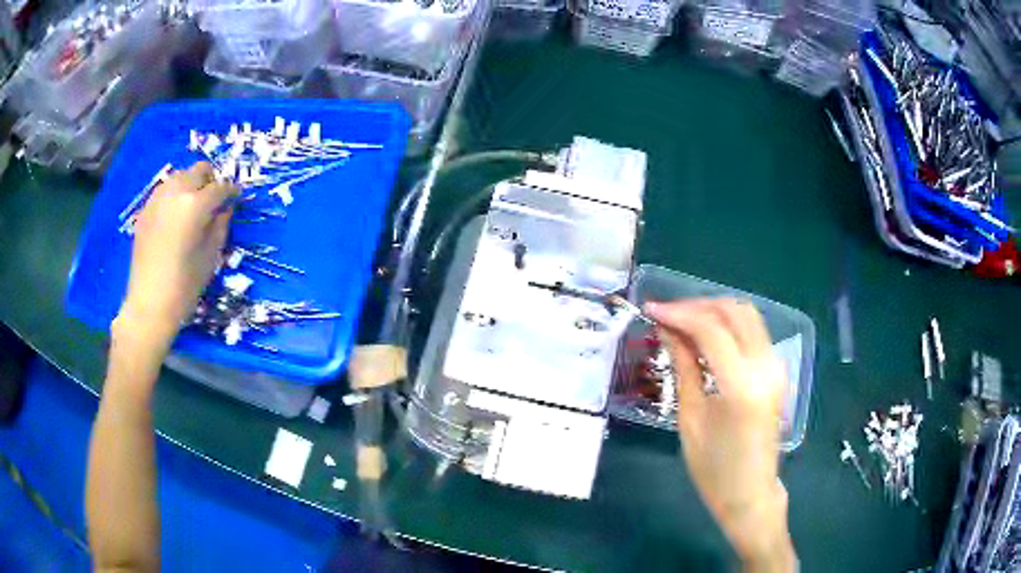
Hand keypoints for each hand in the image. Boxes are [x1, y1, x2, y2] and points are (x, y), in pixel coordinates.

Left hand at [116, 162, 235, 350]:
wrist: (148, 305)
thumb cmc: (184, 286)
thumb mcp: (211, 257)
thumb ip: (220, 226)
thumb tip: (226, 209)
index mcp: (195, 204)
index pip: (220, 187)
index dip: (232, 191)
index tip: (236, 198)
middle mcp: (176, 193)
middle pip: (198, 171)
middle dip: (210, 181)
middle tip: (214, 200)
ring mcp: (157, 200)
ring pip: (179, 176)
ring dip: (191, 185)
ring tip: (193, 207)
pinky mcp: (145, 211)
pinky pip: (164, 192)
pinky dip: (174, 196)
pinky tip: (175, 217)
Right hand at [645, 299, 795, 571]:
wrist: (750, 494)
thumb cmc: (714, 470)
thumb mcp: (691, 419)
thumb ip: (684, 368)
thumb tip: (668, 331)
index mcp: (742, 386)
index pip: (712, 329)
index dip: (679, 313)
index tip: (651, 309)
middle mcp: (765, 368)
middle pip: (734, 312)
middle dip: (698, 305)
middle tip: (667, 314)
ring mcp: (775, 367)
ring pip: (747, 316)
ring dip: (714, 311)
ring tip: (683, 322)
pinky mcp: (776, 371)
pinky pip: (753, 332)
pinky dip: (728, 325)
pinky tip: (705, 336)